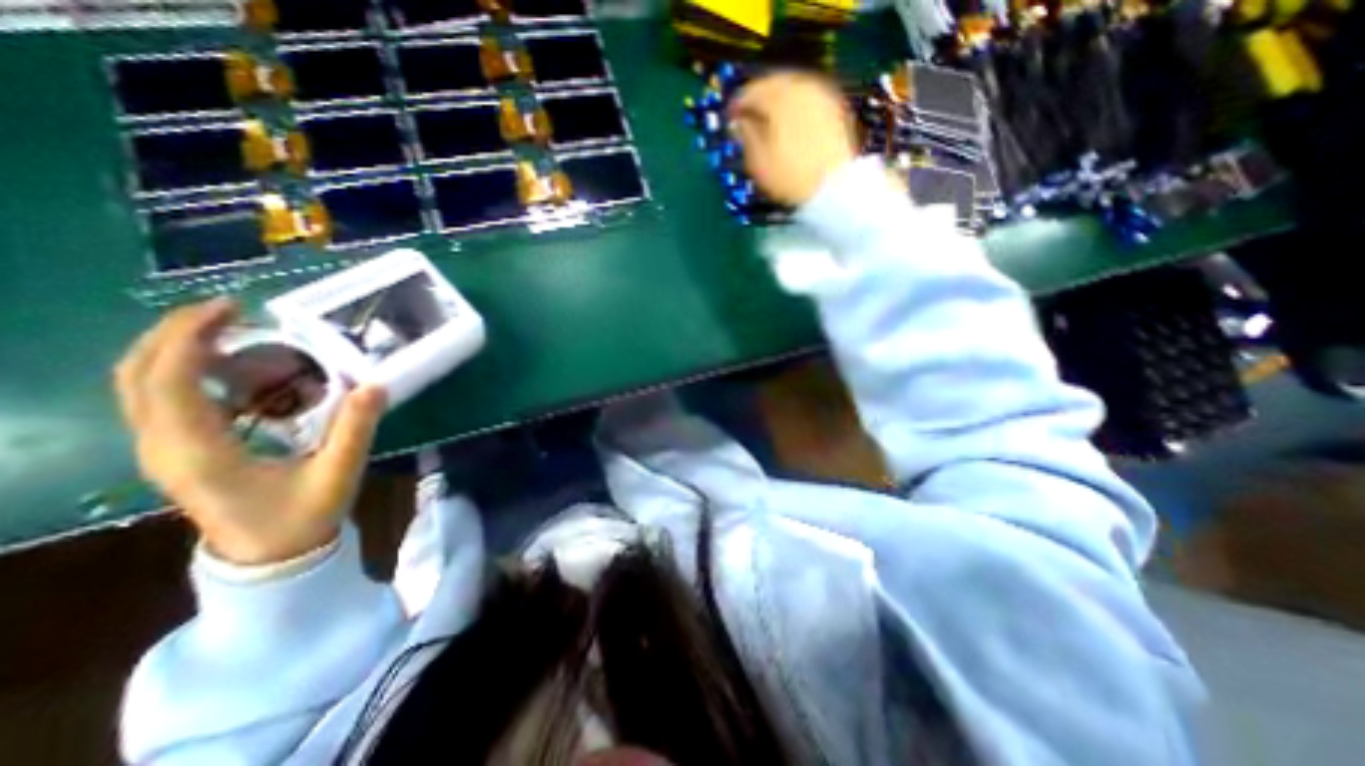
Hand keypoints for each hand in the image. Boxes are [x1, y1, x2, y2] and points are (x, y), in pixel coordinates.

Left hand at [115, 301, 387, 567]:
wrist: (270, 557)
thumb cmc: (301, 517)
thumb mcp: (336, 473)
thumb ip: (355, 429)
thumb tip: (374, 385)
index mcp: (199, 452)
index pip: (169, 383)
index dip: (190, 338)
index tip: (232, 309)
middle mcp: (164, 446)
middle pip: (136, 376)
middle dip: (174, 333)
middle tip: (230, 310)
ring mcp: (162, 449)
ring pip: (139, 385)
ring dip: (175, 348)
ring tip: (229, 328)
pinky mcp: (176, 450)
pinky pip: (160, 398)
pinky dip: (183, 369)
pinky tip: (228, 365)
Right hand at [723, 68, 850, 207]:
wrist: (833, 187)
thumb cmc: (789, 176)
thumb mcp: (758, 160)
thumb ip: (745, 135)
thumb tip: (737, 123)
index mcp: (778, 95)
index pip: (750, 91)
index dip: (737, 105)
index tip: (730, 118)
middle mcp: (801, 86)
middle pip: (773, 85)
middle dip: (759, 100)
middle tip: (748, 118)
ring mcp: (821, 96)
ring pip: (793, 90)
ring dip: (778, 103)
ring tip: (768, 124)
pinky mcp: (835, 110)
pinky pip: (808, 101)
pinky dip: (795, 109)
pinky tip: (791, 127)